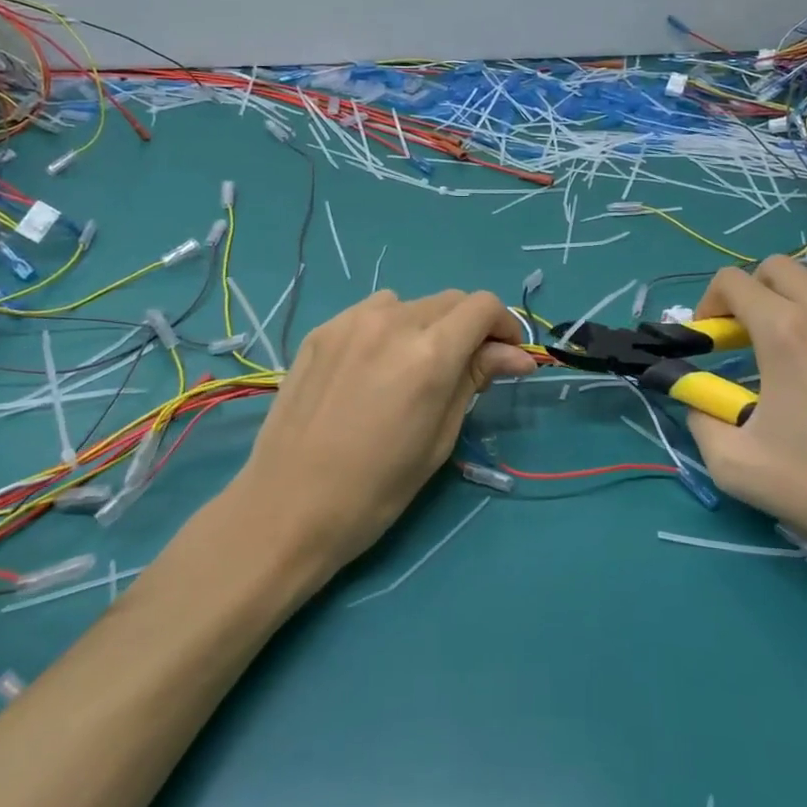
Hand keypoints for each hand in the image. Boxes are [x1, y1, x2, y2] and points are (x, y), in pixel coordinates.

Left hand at [231, 289, 536, 575]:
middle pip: (449, 301)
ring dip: (426, 326)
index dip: (503, 327)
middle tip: (463, 370)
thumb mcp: (439, 438)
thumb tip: (516, 355)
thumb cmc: (377, 489)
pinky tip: (373, 369)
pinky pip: (370, 313)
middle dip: (468, 328)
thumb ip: (475, 380)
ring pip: (410, 304)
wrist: (289, 506)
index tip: (503, 357)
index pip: (483, 306)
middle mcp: (392, 322)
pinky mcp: (322, 330)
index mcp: (429, 354)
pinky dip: (387, 329)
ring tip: (412, 369)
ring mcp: (351, 321)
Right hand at [684, 257, 806, 577]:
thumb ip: (700, 418)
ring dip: (805, 295)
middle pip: (780, 266)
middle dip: (755, 292)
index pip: (732, 280)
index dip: (711, 302)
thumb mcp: (735, 465)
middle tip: (755, 336)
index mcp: (786, 331)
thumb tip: (696, 396)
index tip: (714, 336)